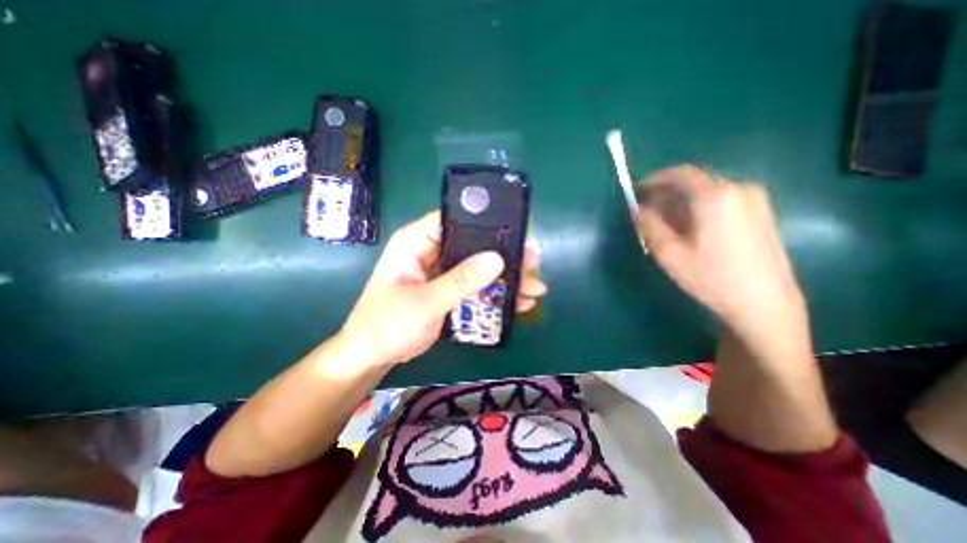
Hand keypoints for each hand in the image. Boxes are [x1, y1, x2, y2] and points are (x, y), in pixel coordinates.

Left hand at [337, 209, 543, 366]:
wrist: (372, 357)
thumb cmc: (386, 326)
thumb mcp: (424, 303)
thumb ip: (460, 281)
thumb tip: (497, 259)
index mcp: (417, 242)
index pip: (455, 220)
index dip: (486, 223)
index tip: (517, 234)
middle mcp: (432, 251)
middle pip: (474, 244)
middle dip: (504, 256)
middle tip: (533, 264)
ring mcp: (442, 271)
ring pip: (479, 266)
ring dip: (505, 278)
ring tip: (533, 289)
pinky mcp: (449, 288)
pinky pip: (476, 285)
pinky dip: (496, 293)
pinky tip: (518, 302)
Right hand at [636, 162, 809, 337]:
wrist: (764, 302)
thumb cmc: (711, 277)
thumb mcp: (668, 253)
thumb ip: (649, 225)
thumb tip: (638, 210)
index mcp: (714, 196)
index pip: (680, 173)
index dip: (654, 179)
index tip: (637, 190)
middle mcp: (738, 189)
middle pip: (694, 181)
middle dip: (667, 193)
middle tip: (649, 212)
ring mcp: (754, 200)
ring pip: (707, 191)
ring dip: (682, 202)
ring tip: (667, 225)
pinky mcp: (761, 212)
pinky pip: (722, 200)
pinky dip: (700, 208)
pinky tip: (691, 230)